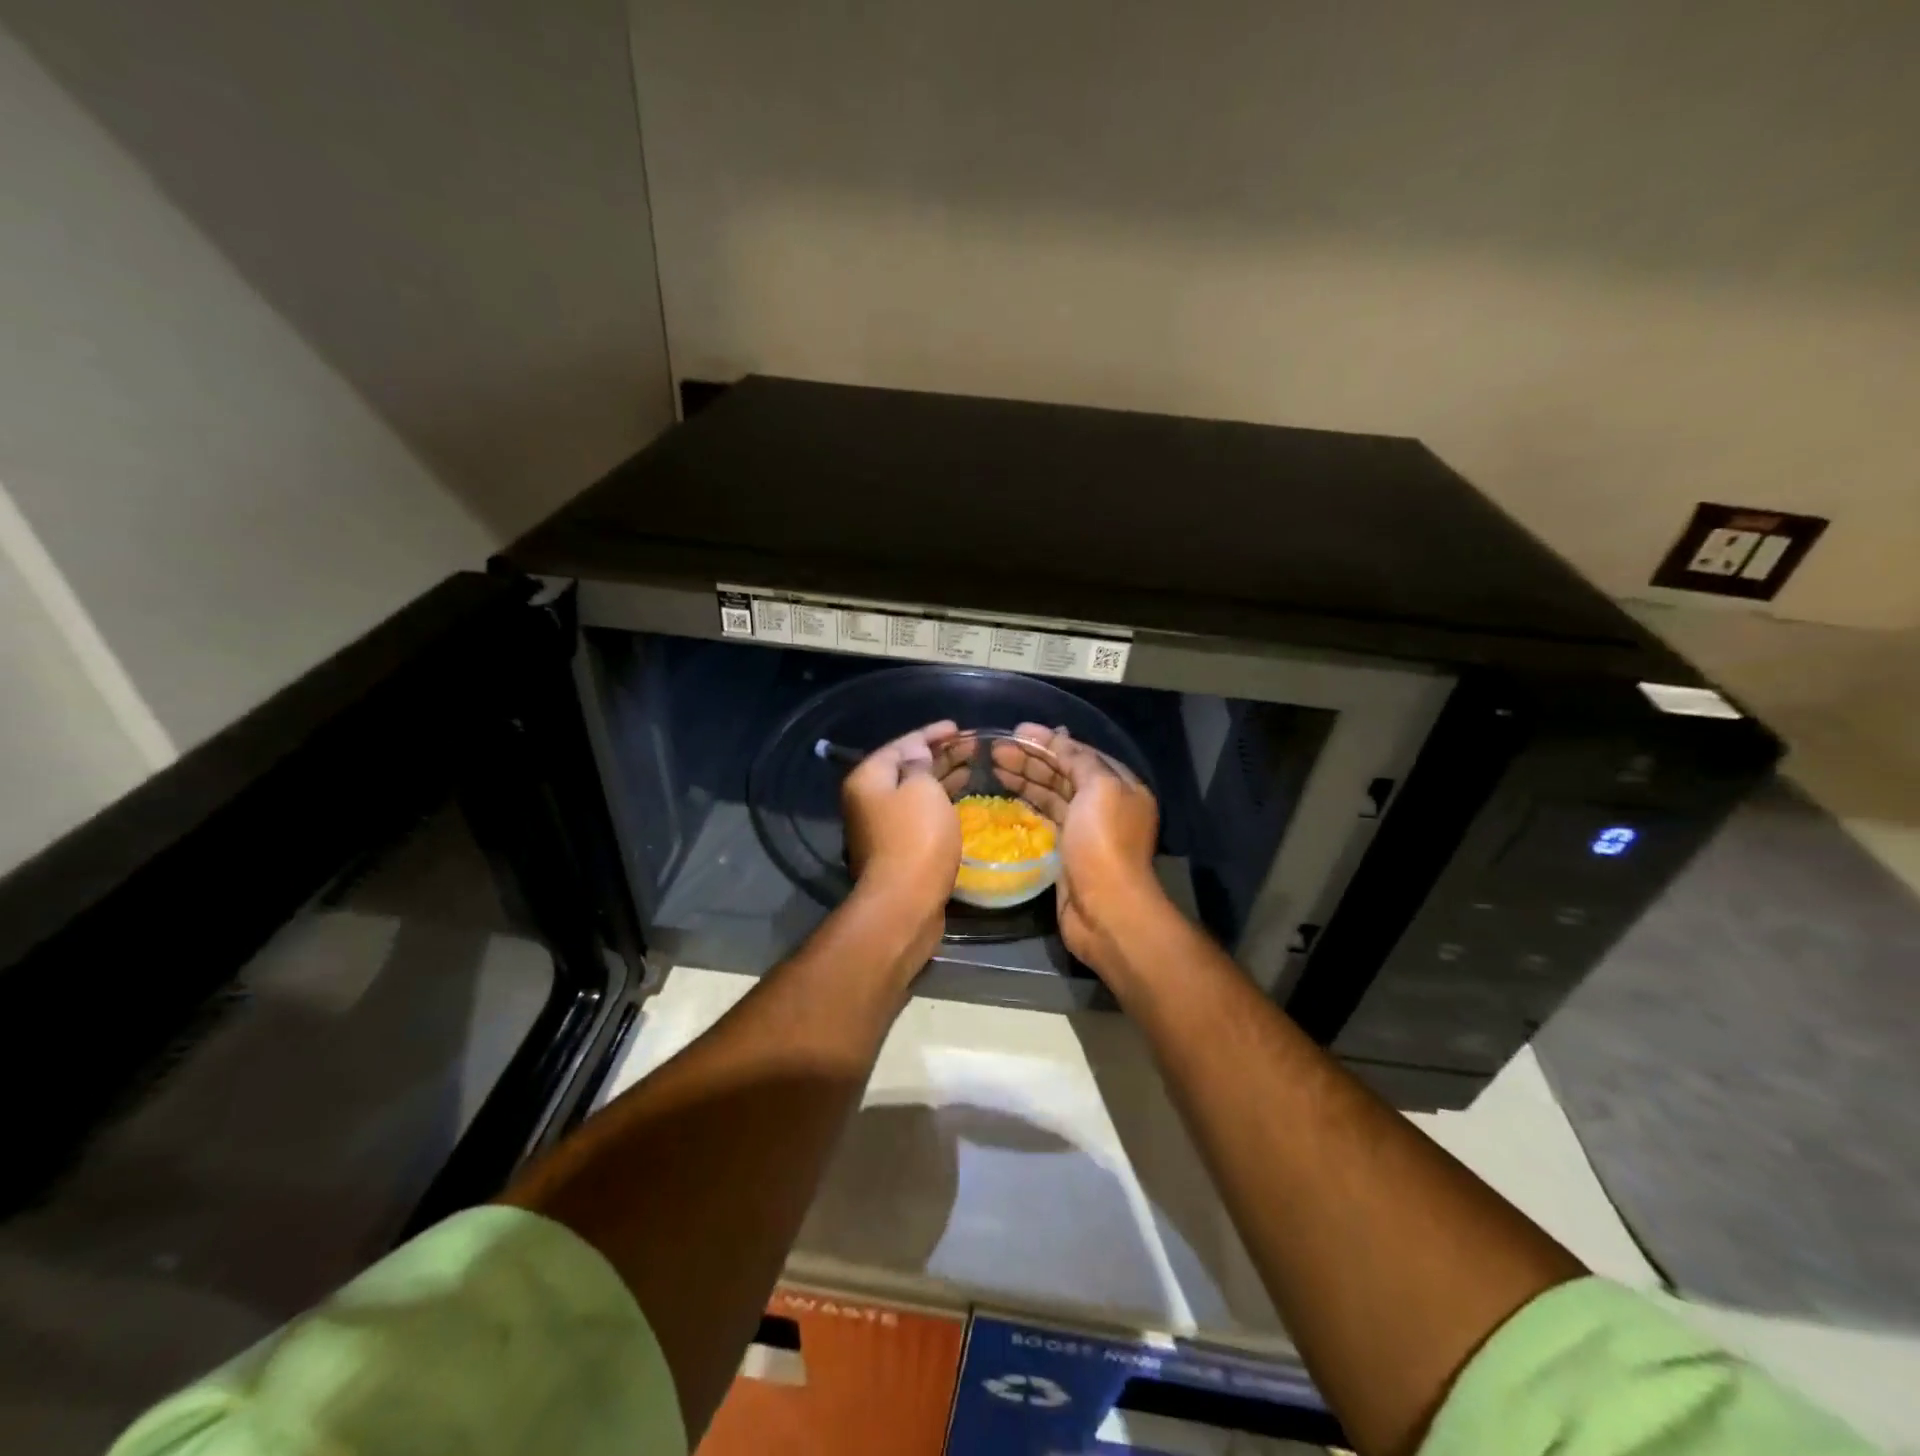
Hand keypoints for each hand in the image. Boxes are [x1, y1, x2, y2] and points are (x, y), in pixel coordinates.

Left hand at [842, 721, 963, 955]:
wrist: (905, 902)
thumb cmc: (915, 837)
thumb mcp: (921, 788)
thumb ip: (920, 764)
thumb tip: (917, 756)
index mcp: (868, 779)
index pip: (901, 744)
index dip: (930, 734)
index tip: (957, 728)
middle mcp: (868, 800)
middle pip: (906, 768)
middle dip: (938, 755)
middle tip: (971, 747)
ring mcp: (881, 827)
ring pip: (915, 793)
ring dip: (941, 780)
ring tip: (971, 769)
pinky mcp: (898, 849)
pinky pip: (920, 816)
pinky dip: (939, 804)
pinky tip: (960, 802)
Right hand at [991, 723, 1163, 979]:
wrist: (1106, 910)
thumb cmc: (1103, 844)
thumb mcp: (1099, 789)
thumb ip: (1079, 760)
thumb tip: (1058, 739)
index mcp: (1120, 784)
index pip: (1080, 753)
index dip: (1048, 740)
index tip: (1015, 731)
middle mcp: (1105, 804)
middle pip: (1063, 773)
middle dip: (1031, 758)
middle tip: (994, 750)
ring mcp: (1085, 830)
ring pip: (1051, 795)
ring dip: (1025, 779)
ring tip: (993, 767)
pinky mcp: (1066, 852)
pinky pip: (1044, 819)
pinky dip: (1026, 805)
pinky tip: (1004, 796)